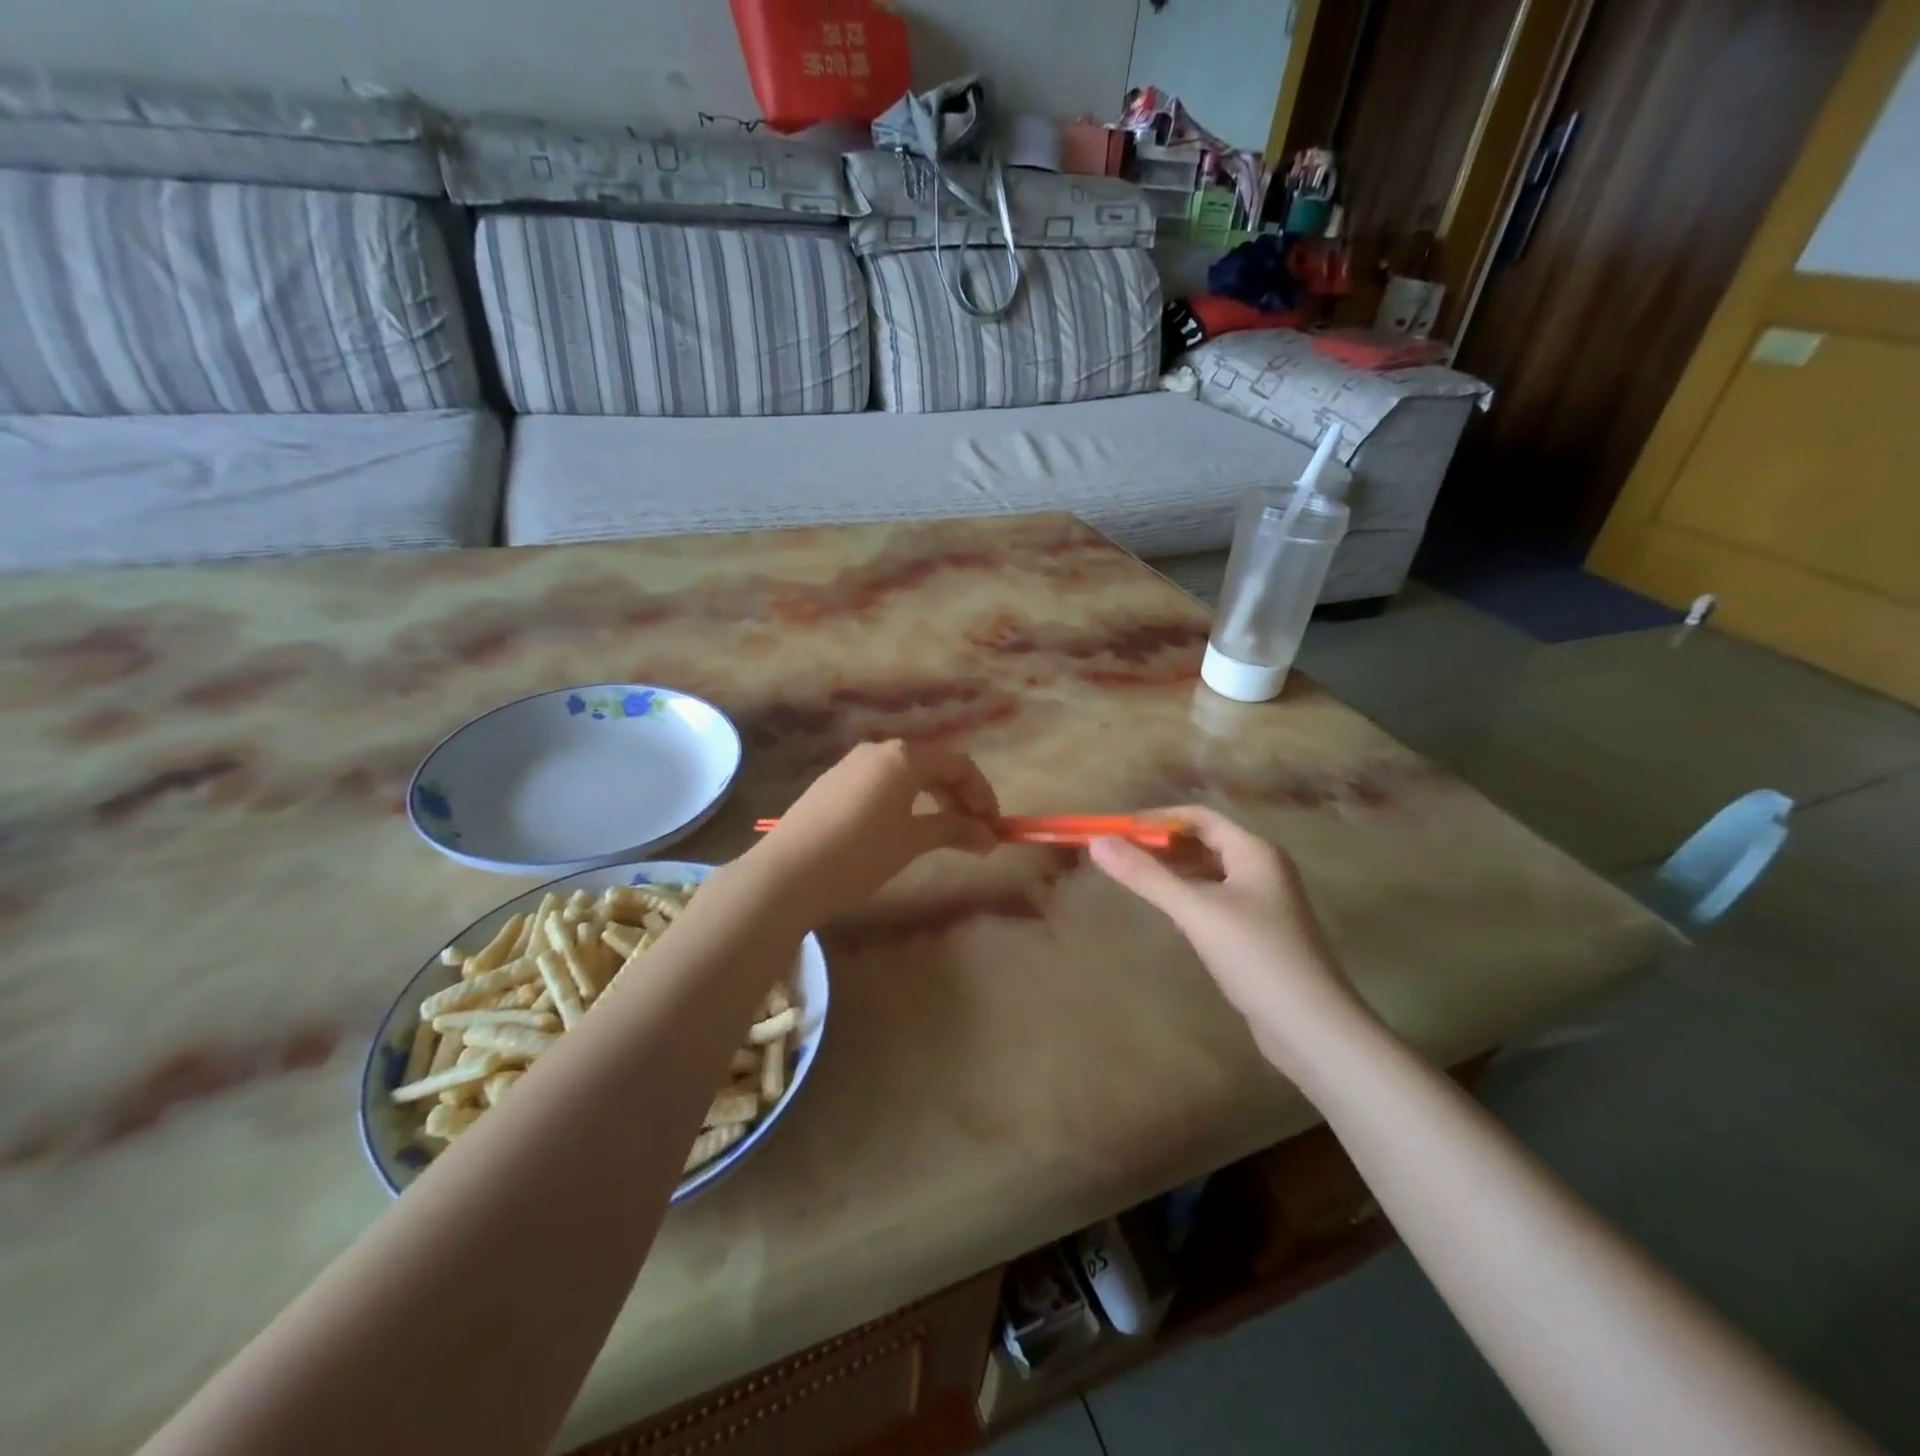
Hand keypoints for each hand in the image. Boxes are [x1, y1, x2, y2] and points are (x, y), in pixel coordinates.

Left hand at [739, 741, 999, 924]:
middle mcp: (878, 750)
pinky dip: (904, 802)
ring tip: (943, 834)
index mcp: (904, 756)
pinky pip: (881, 783)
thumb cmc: (860, 854)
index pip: (959, 765)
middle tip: (974, 833)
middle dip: (959, 798)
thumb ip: (954, 830)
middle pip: (933, 766)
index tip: (994, 828)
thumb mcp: (912, 841)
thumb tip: (988, 837)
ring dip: (933, 800)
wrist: (787, 873)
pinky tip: (903, 830)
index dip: (983, 795)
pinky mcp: (832, 783)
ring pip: (906, 775)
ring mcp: (851, 765)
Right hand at [1089, 806, 1372, 1073]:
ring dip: (1172, 870)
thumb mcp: (1196, 911)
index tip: (1116, 830)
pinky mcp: (1257, 933)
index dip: (1156, 819)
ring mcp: (1262, 902)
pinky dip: (1185, 895)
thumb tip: (1097, 842)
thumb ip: (1146, 876)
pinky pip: (1213, 899)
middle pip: (1203, 842)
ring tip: (1131, 876)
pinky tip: (1164, 909)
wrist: (1312, 1028)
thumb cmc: (1257, 956)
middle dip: (1161, 844)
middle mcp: (1261, 869)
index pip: (1199, 817)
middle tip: (1116, 853)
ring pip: (1208, 872)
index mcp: (1254, 852)